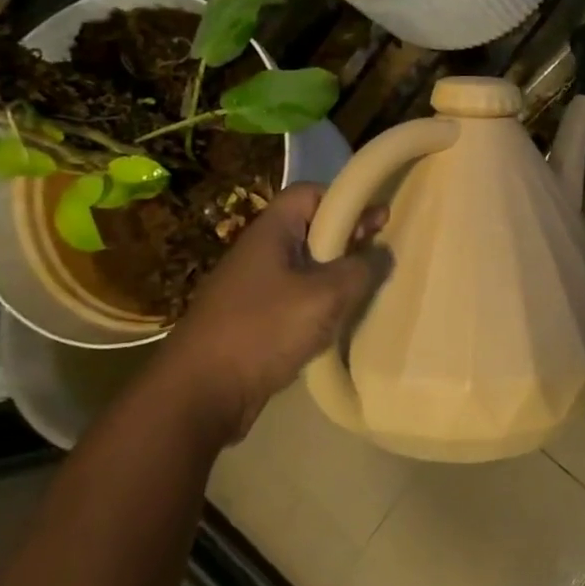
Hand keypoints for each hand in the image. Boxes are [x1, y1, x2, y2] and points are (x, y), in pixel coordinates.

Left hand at [145, 183, 387, 447]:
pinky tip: (340, 320)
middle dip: (348, 238)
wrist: (202, 392)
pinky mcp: (255, 319)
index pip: (309, 193)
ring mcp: (254, 287)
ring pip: (306, 266)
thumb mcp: (326, 296)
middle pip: (310, 229)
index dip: (345, 199)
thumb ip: (362, 269)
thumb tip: (382, 254)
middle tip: (381, 254)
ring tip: (367, 288)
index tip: (379, 219)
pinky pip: (296, 297)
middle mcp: (260, 252)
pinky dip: (321, 303)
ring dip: (337, 274)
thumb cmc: (264, 330)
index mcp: (271, 232)